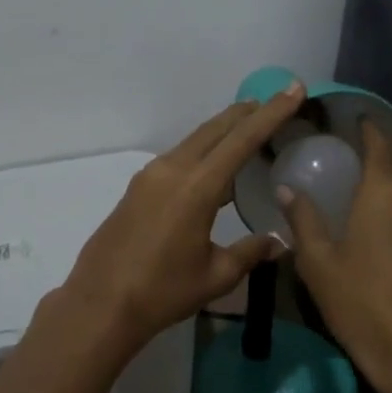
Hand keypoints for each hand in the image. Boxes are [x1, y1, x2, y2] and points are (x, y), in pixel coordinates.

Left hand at [61, 81, 307, 355]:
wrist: (99, 303)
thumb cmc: (162, 292)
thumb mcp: (215, 276)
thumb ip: (250, 252)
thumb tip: (279, 243)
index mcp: (196, 187)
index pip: (242, 140)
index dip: (271, 113)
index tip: (293, 89)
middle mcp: (172, 170)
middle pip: (215, 129)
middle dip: (247, 113)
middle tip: (275, 101)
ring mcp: (150, 176)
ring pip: (195, 140)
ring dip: (223, 130)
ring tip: (249, 127)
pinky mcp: (138, 188)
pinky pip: (179, 157)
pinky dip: (204, 150)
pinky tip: (214, 166)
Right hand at [280, 120, 391, 392]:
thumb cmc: (362, 304)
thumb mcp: (319, 263)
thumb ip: (303, 219)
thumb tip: (287, 189)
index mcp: (385, 192)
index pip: (378, 144)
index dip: (366, 130)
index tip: (352, 123)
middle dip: (378, 159)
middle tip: (350, 166)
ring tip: (369, 201)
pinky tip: (391, 234)